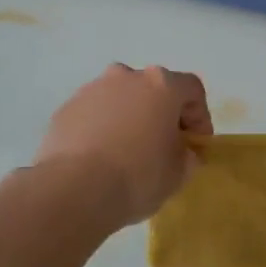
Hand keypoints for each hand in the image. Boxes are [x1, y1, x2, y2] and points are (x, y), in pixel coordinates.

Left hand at [36, 65, 211, 225]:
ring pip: (121, 99)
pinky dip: (102, 129)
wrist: (73, 190)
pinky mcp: (65, 109)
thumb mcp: (179, 173)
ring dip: (130, 119)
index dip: (200, 117)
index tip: (196, 145)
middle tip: (163, 146)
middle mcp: (126, 76)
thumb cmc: (138, 176)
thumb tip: (183, 152)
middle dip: (161, 114)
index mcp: (161, 84)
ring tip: (127, 153)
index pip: (192, 90)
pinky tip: (100, 158)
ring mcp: (92, 90)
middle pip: (154, 89)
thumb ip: (188, 156)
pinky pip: (94, 114)